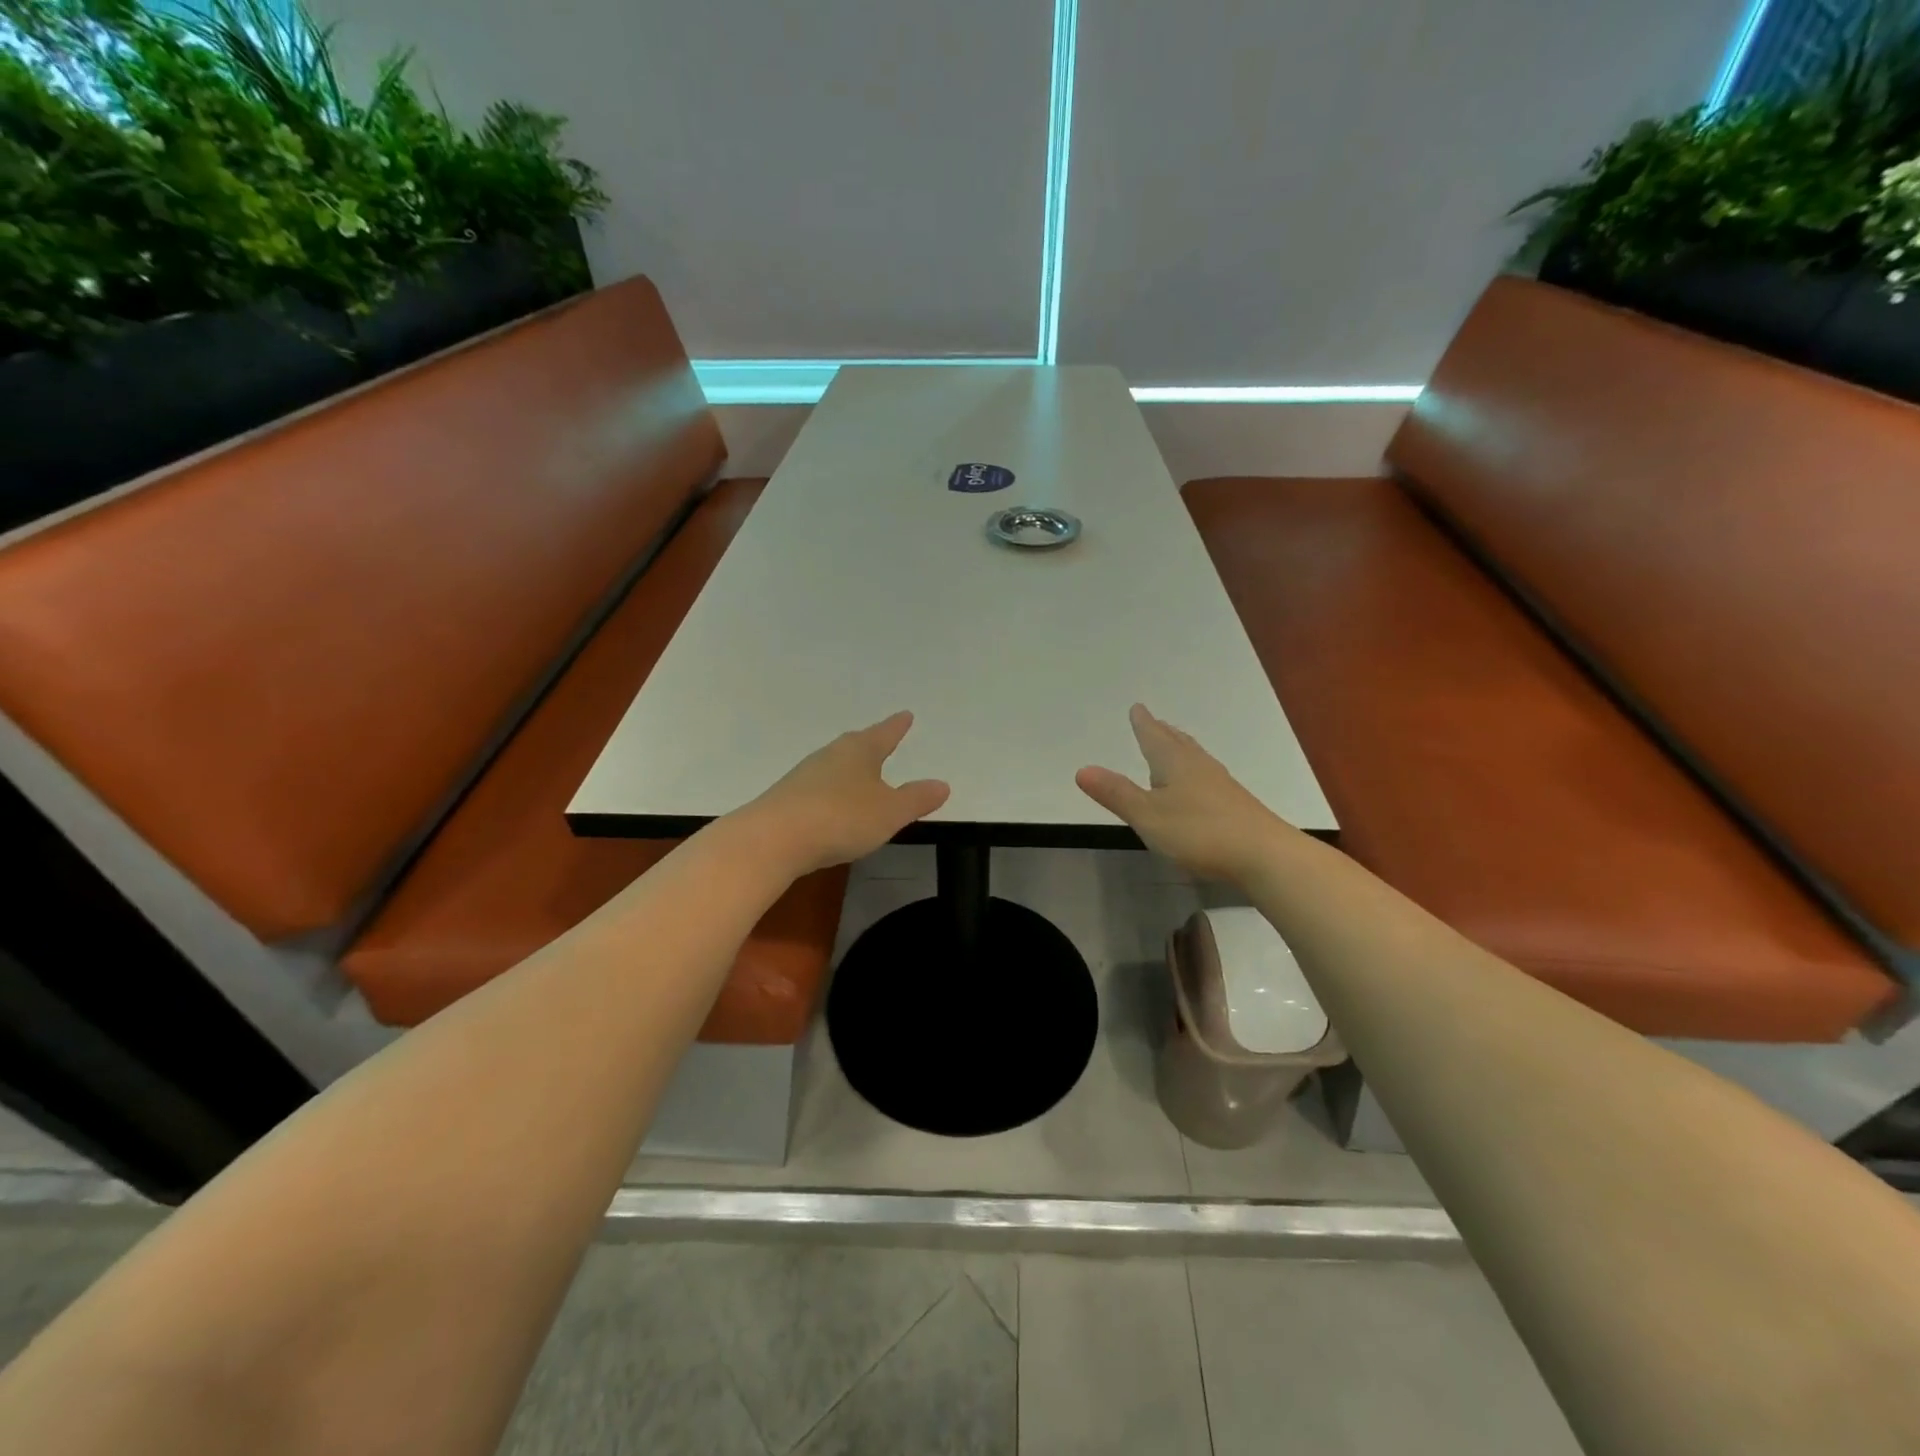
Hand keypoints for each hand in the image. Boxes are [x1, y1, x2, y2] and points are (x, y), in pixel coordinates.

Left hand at [740, 712, 950, 872]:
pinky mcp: (786, 800)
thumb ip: (916, 799)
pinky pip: (817, 790)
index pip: (884, 734)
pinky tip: (833, 808)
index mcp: (859, 751)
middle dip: (870, 745)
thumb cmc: (841, 818)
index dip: (896, 727)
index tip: (905, 715)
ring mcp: (804, 777)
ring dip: (848, 771)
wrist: (773, 839)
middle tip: (881, 739)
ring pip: (834, 767)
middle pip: (855, 746)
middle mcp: (830, 756)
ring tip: (860, 776)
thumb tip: (942, 784)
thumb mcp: (890, 812)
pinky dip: (831, 794)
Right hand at [1076, 704, 1290, 884]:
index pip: (1154, 737)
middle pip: (1177, 743)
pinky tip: (1198, 785)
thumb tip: (1082, 769)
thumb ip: (1116, 794)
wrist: (1264, 855)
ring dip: (1181, 749)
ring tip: (1174, 746)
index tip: (1138, 708)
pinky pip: (1207, 776)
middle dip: (1163, 733)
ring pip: (1195, 758)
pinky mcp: (1235, 804)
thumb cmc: (1199, 832)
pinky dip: (1195, 770)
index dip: (1143, 724)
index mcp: (1174, 763)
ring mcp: (1220, 785)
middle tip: (1155, 721)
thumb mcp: (1147, 815)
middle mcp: (1198, 766)